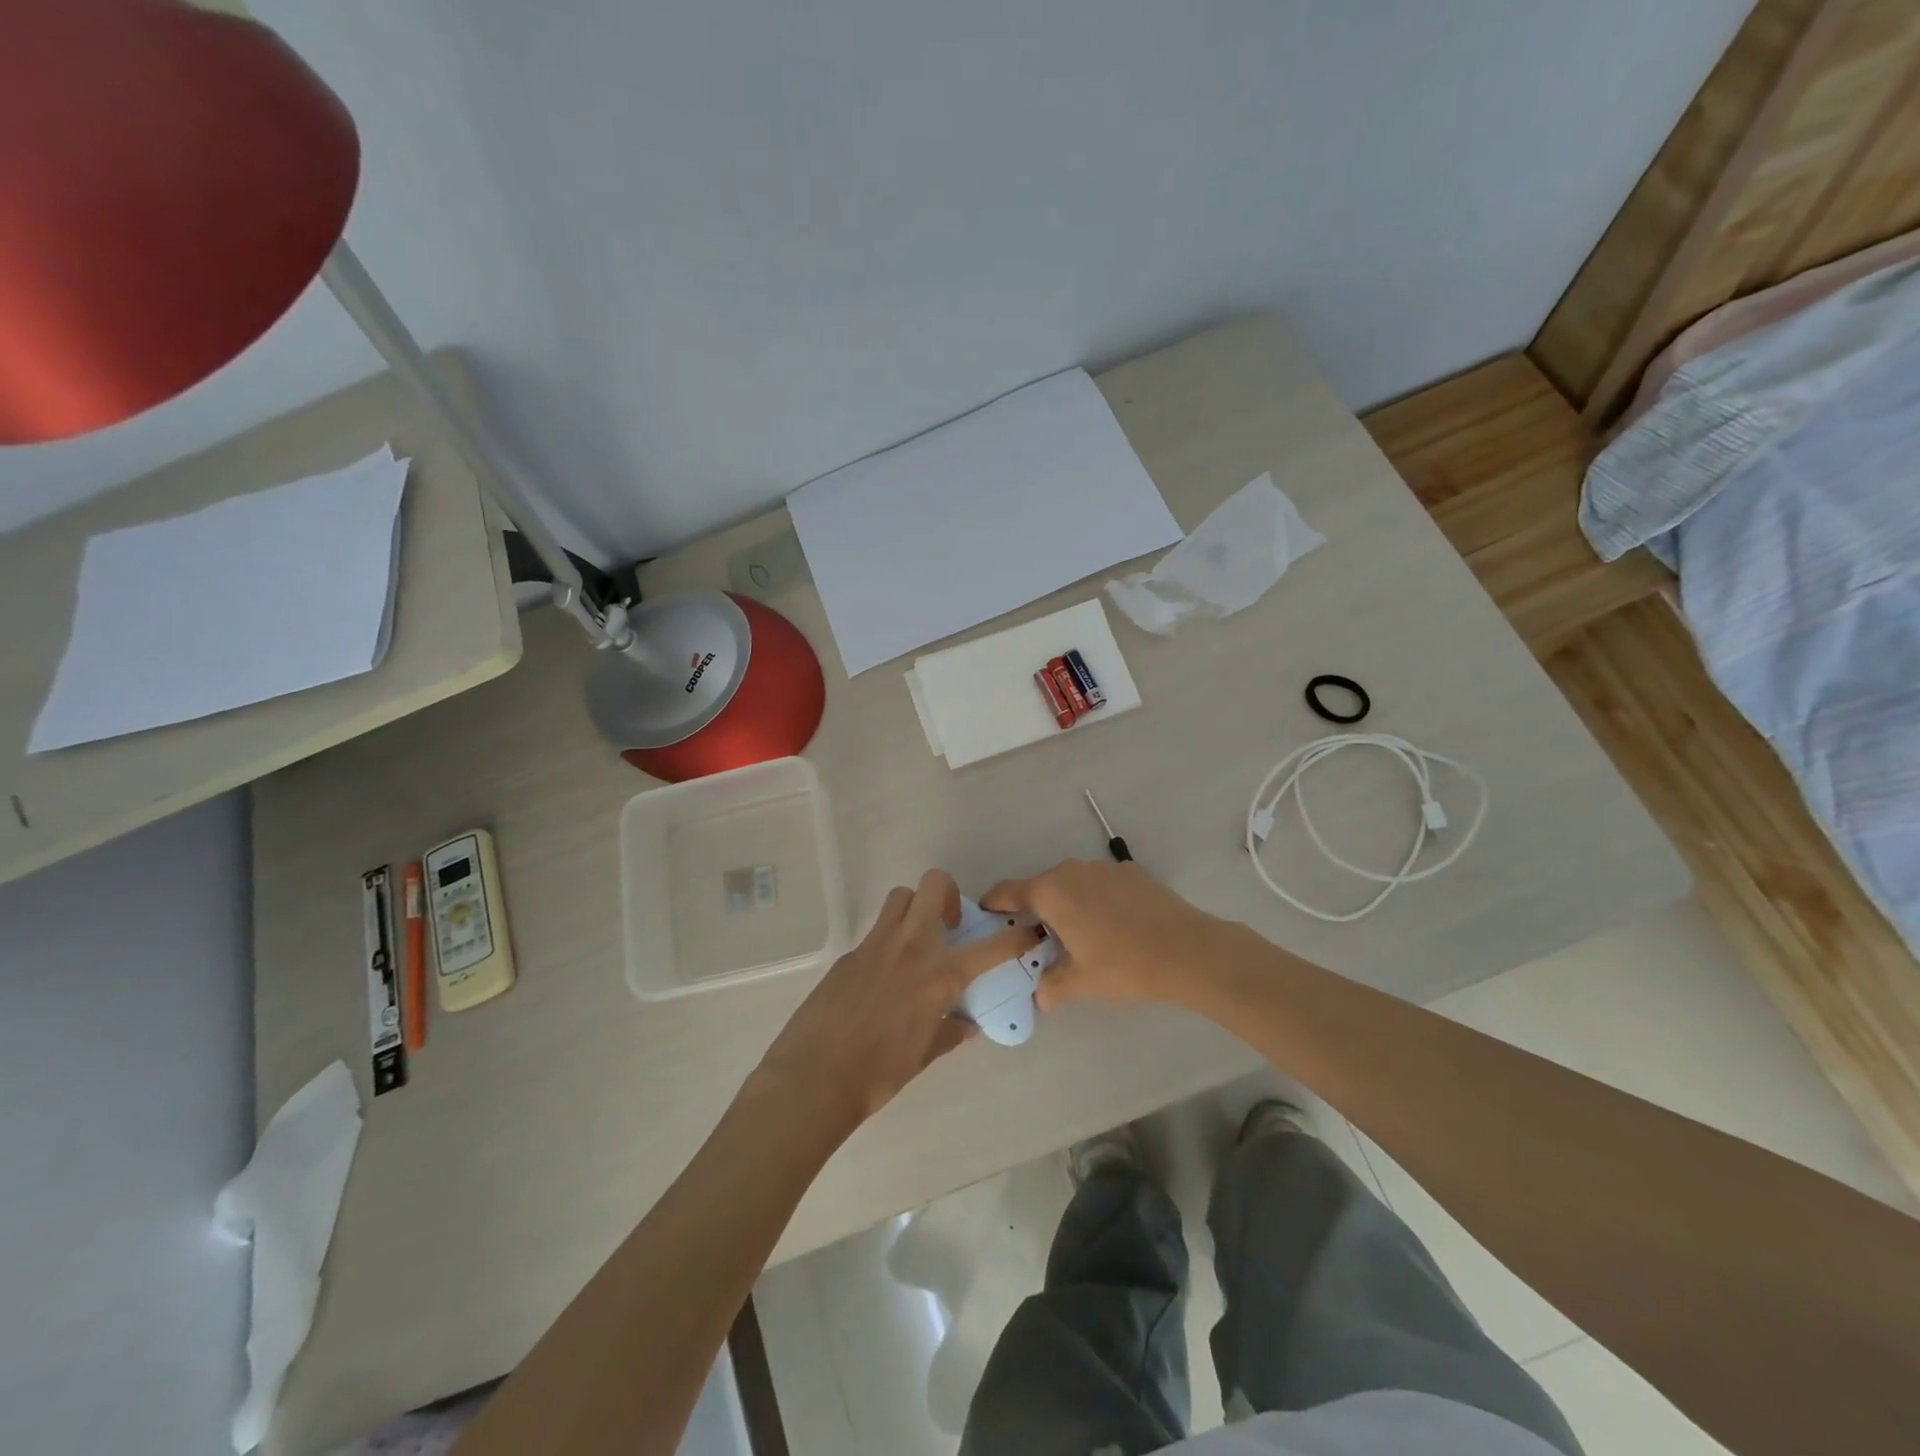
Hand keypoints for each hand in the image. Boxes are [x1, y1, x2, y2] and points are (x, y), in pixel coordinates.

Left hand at [751, 869, 1037, 1133]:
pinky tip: (882, 979)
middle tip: (950, 927)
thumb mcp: (924, 1054)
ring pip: (901, 898)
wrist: (814, 1078)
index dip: (1016, 938)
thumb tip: (967, 1024)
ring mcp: (876, 945)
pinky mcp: (849, 954)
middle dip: (950, 895)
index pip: (991, 947)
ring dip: (915, 909)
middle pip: (934, 885)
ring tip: (916, 943)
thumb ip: (951, 1032)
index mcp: (939, 975)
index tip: (1027, 932)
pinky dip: (889, 943)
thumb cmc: (879, 1073)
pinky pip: (876, 933)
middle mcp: (911, 947)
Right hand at [982, 859, 1224, 1008]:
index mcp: (1050, 892)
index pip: (1007, 892)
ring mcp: (1103, 867)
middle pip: (1040, 888)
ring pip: (1072, 884)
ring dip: (1068, 905)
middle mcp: (1071, 871)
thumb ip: (1051, 985)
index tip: (987, 918)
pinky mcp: (1131, 871)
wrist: (1188, 951)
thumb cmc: (1123, 966)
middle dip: (1035, 912)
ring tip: (1080, 936)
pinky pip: (1100, 884)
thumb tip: (1041, 995)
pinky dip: (1096, 901)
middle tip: (1039, 942)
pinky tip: (1115, 927)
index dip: (993, 905)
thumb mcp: (1080, 982)